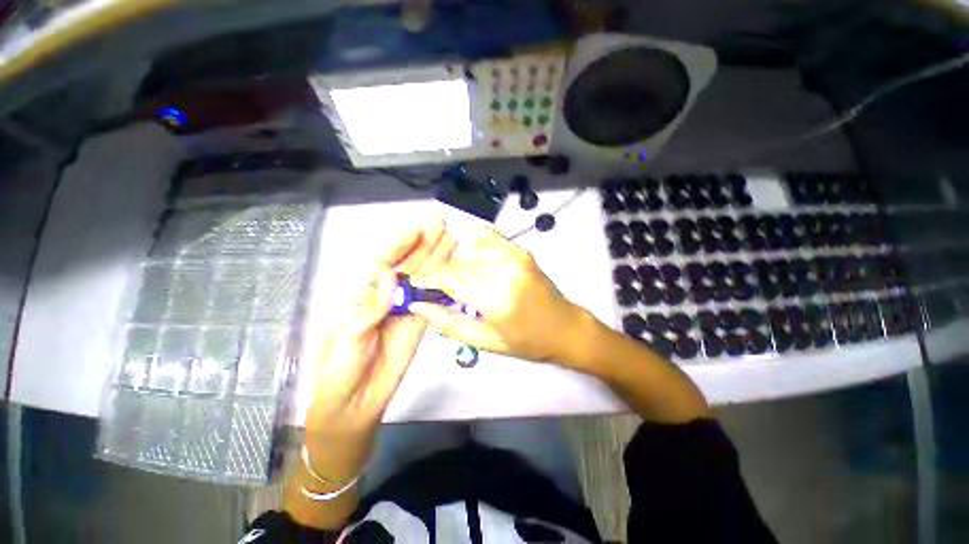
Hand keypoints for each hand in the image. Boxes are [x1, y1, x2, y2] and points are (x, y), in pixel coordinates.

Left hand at [305, 218, 454, 479]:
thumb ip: (369, 307)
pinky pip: (433, 300)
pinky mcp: (420, 323)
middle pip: (408, 265)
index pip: (384, 261)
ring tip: (452, 241)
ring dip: (437, 260)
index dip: (401, 244)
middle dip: (424, 244)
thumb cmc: (340, 368)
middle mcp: (388, 295)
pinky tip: (454, 272)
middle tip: (442, 225)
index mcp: (364, 294)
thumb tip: (391, 275)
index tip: (418, 230)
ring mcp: (406, 308)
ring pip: (424, 279)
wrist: (356, 401)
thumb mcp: (347, 337)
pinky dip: (443, 285)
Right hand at [410, 227, 588, 363]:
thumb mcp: (486, 342)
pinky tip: (470, 258)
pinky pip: (489, 239)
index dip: (427, 279)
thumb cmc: (527, 342)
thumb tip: (419, 306)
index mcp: (497, 298)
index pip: (450, 278)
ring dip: (455, 264)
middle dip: (439, 273)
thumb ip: (449, 323)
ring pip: (469, 252)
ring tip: (452, 280)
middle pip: (458, 263)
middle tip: (432, 288)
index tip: (414, 285)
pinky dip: (474, 246)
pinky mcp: (521, 252)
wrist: (565, 327)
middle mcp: (505, 270)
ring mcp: (515, 257)